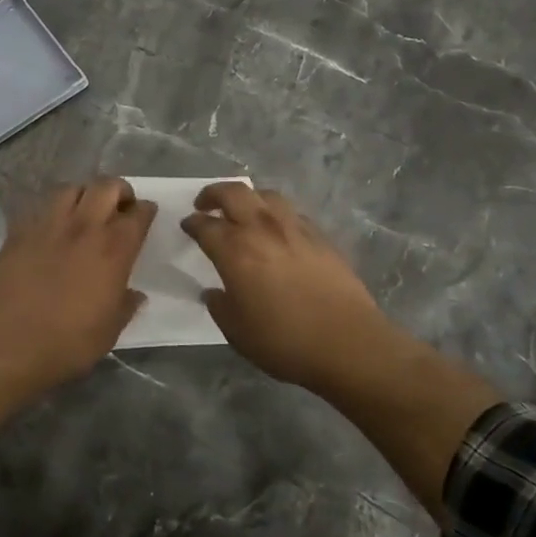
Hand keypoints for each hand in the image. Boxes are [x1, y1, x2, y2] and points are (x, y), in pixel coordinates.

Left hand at [0, 178, 155, 386]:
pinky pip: (41, 208)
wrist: (8, 342)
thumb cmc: (67, 341)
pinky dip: (53, 211)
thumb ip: (125, 306)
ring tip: (85, 210)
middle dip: (119, 190)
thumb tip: (135, 295)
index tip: (146, 213)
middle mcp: (84, 227)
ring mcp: (49, 225)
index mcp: (114, 250)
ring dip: (84, 194)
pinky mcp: (20, 231)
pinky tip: (53, 228)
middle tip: (120, 206)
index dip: (146, 210)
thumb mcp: (109, 330)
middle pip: (106, 186)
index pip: (138, 214)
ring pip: (71, 188)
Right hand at [184, 182, 501, 523]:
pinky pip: (291, 212)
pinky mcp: (320, 236)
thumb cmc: (285, 342)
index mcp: (235, 250)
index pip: (205, 226)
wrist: (348, 343)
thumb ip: (220, 306)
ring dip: (248, 197)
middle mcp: (262, 229)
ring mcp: (294, 228)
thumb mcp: (237, 332)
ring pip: (266, 194)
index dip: (192, 223)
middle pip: (233, 193)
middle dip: (213, 194)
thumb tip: (214, 292)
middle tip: (205, 204)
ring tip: (243, 211)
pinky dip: (275, 213)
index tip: (187, 226)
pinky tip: (276, 230)